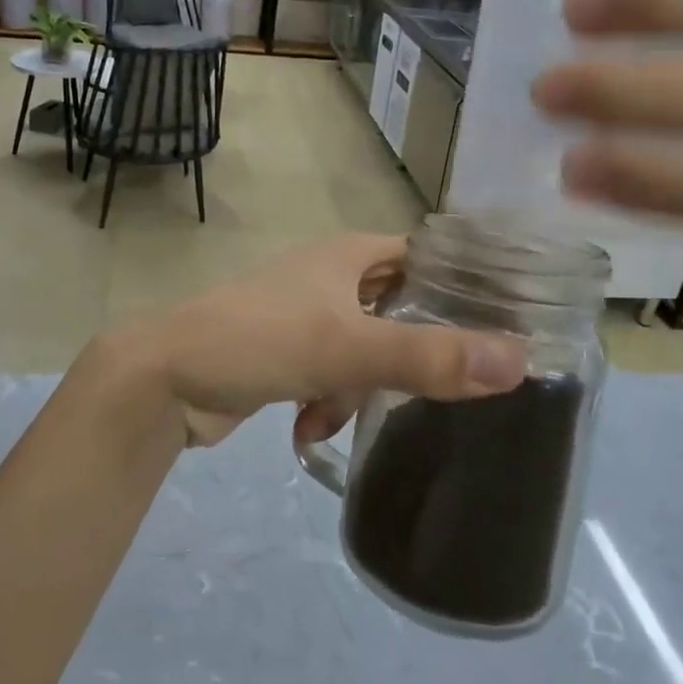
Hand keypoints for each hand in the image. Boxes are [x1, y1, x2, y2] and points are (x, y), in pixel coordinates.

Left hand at [110, 234, 526, 447]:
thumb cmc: (258, 340)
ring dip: (359, 388)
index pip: (424, 256)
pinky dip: (328, 401)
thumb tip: (518, 361)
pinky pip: (331, 374)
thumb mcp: (347, 349)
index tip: (501, 325)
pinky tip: (308, 428)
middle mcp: (330, 276)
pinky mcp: (285, 352)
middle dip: (409, 353)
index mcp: (348, 255)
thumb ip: (428, 358)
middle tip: (438, 388)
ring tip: (334, 412)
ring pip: (366, 350)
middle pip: (398, 309)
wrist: (164, 380)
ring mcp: (305, 314)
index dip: (462, 284)